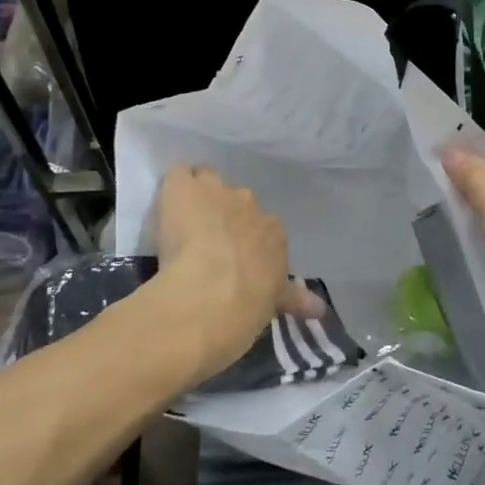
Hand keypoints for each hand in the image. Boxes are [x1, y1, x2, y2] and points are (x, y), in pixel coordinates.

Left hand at [150, 165, 323, 378]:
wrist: (211, 294)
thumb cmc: (247, 305)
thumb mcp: (274, 301)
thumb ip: (292, 298)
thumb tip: (319, 310)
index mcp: (274, 231)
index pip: (262, 226)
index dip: (246, 239)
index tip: (234, 258)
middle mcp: (250, 205)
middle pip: (236, 201)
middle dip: (223, 216)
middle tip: (207, 244)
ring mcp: (216, 191)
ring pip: (207, 182)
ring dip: (198, 197)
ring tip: (182, 222)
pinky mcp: (183, 187)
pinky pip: (179, 174)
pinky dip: (173, 186)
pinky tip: (165, 205)